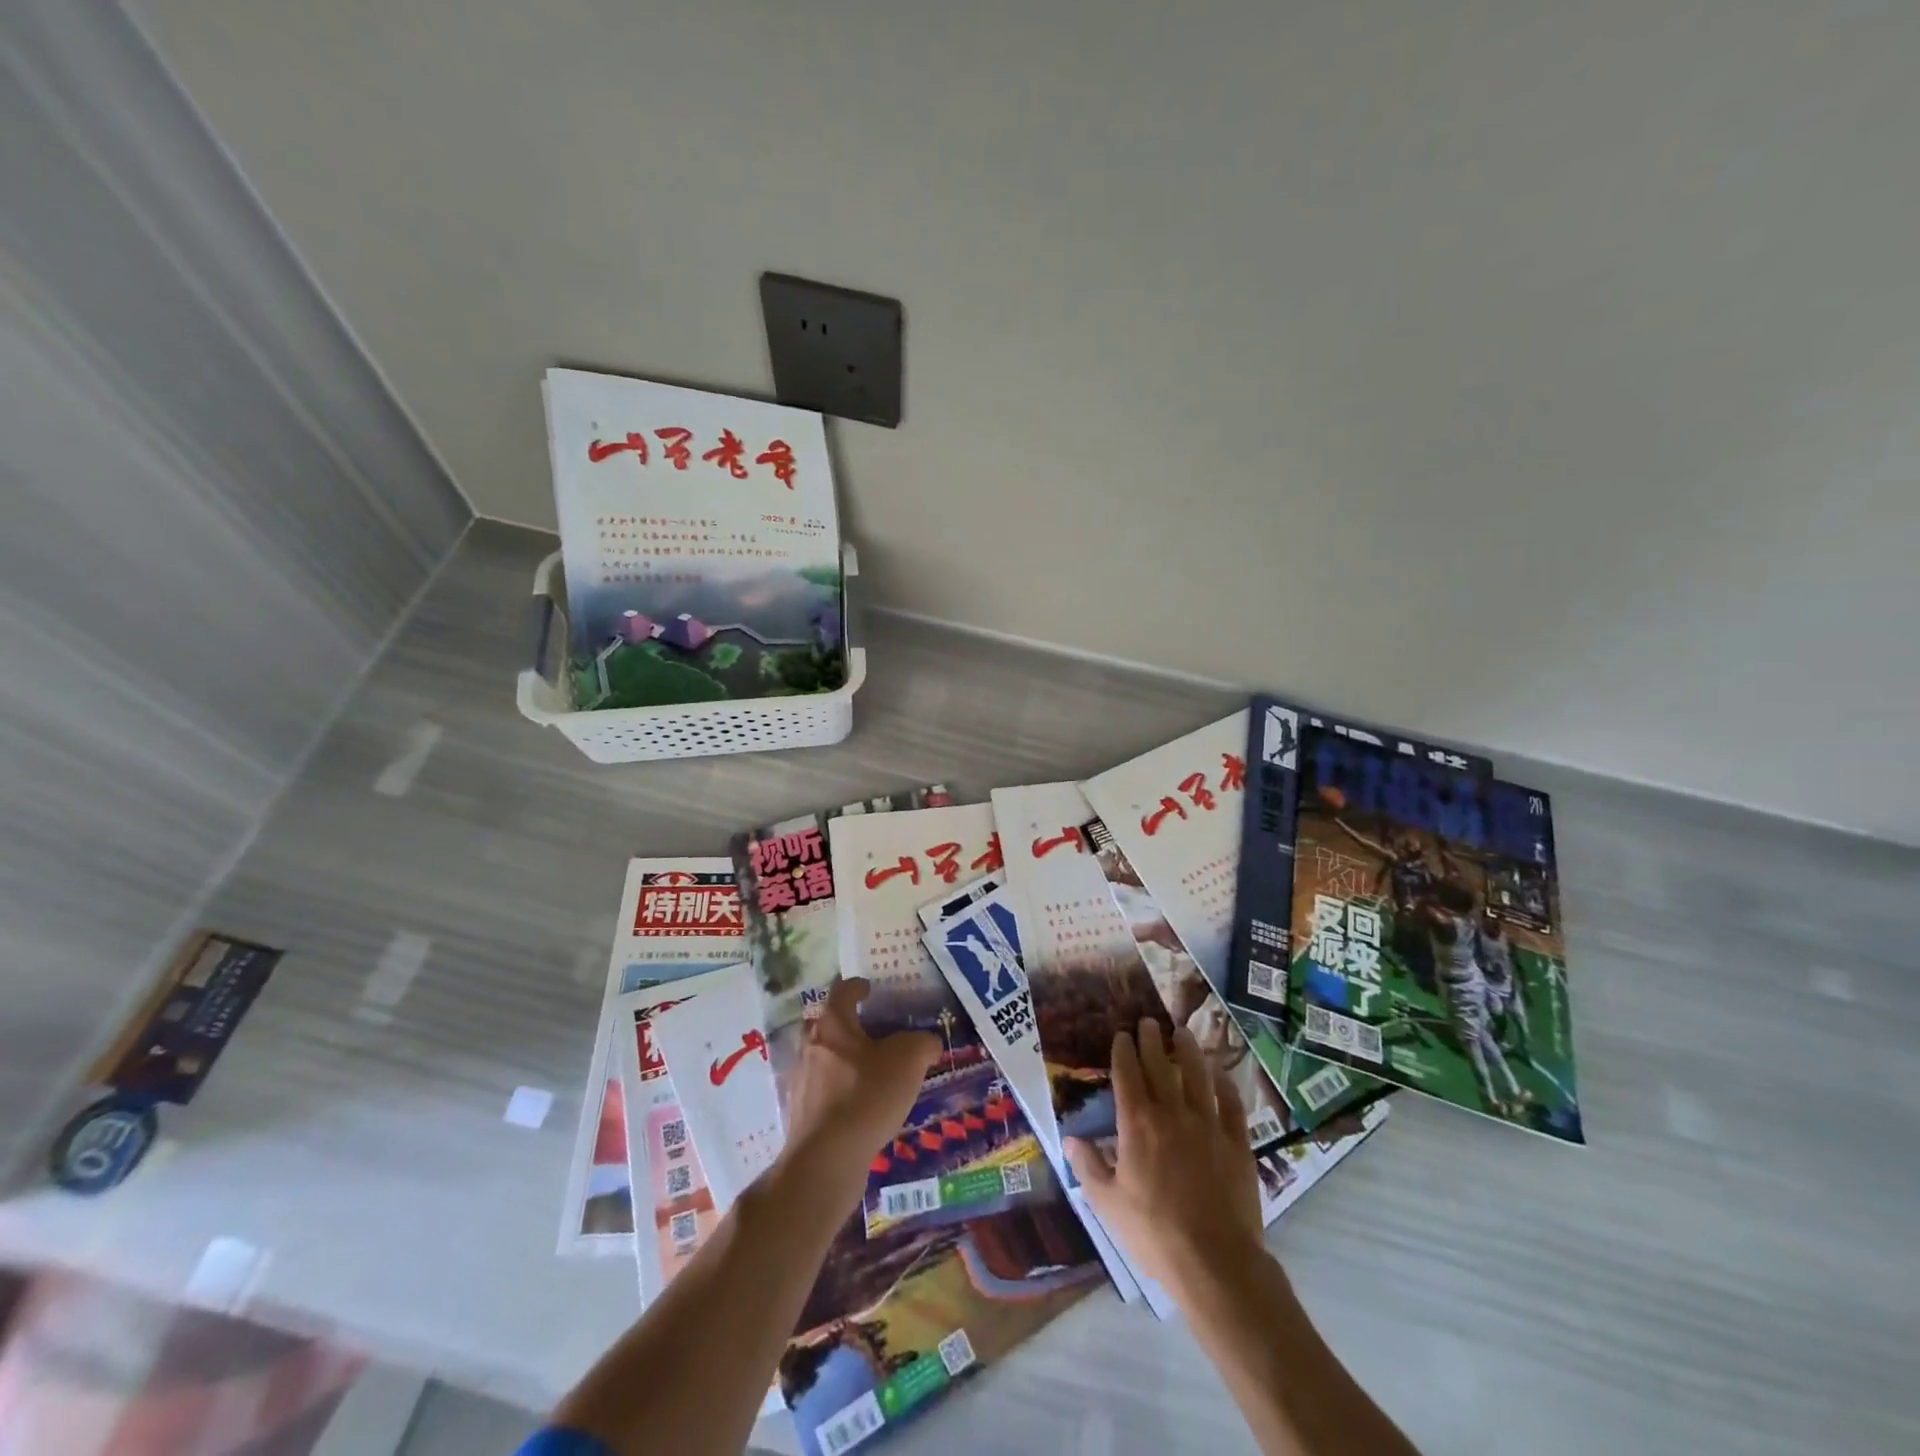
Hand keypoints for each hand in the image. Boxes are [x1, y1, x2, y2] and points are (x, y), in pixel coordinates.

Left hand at [780, 977, 938, 1180]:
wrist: (826, 1160)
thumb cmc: (866, 1096)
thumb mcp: (908, 1061)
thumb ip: (922, 1043)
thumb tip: (927, 1042)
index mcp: (833, 1024)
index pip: (842, 991)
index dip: (858, 987)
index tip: (870, 990)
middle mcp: (812, 1045)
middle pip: (829, 1024)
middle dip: (849, 1025)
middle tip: (876, 1031)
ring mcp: (803, 1080)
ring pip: (826, 1058)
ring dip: (846, 1059)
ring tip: (874, 1071)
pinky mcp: (802, 1112)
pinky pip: (825, 1089)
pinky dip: (842, 1090)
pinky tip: (863, 1105)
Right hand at [1066, 1020, 1265, 1295]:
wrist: (1216, 1262)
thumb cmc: (1154, 1233)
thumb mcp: (1108, 1204)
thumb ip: (1088, 1167)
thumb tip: (1070, 1139)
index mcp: (1137, 1124)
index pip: (1127, 1075)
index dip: (1123, 1051)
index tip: (1122, 1034)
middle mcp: (1171, 1113)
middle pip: (1160, 1066)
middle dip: (1152, 1040)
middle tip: (1149, 1021)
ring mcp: (1207, 1125)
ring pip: (1197, 1075)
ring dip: (1188, 1050)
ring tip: (1182, 1033)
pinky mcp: (1237, 1143)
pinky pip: (1231, 1104)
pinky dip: (1225, 1084)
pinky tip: (1220, 1074)